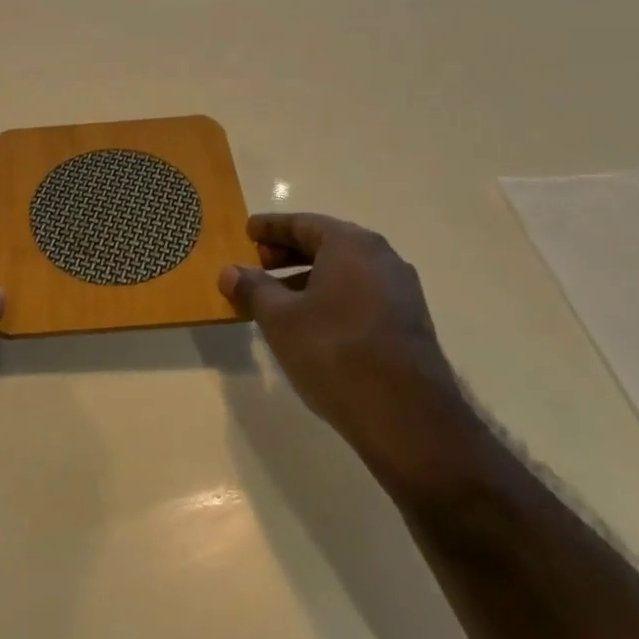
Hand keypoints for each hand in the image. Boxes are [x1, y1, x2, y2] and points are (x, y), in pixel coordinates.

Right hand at [220, 213, 467, 482]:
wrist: (406, 415)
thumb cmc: (334, 351)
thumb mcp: (279, 318)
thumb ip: (252, 289)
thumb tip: (229, 271)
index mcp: (350, 244)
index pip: (303, 223)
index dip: (271, 227)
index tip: (248, 231)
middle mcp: (381, 257)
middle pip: (326, 244)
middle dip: (289, 253)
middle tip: (258, 264)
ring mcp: (400, 291)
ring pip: (345, 272)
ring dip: (309, 279)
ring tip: (278, 300)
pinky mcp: (408, 322)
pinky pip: (360, 294)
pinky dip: (331, 297)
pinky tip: (311, 323)